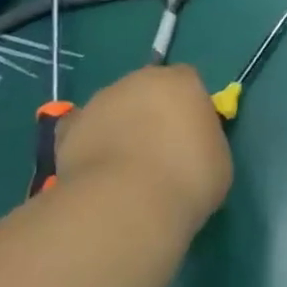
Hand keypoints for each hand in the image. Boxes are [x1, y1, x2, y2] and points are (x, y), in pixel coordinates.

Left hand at [55, 65, 232, 231]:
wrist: (125, 205)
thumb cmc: (187, 178)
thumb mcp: (218, 159)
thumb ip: (204, 140)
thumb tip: (190, 145)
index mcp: (181, 82)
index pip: (188, 82)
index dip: (190, 107)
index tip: (193, 135)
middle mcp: (138, 81)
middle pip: (148, 90)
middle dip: (152, 113)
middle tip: (160, 151)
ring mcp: (99, 103)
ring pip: (115, 109)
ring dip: (120, 128)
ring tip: (126, 170)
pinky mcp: (68, 131)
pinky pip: (83, 132)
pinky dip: (89, 145)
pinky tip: (97, 171)